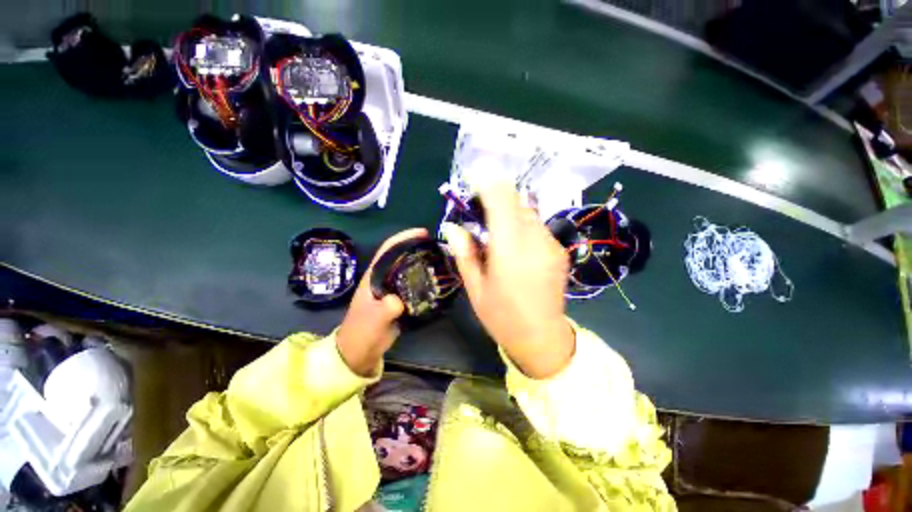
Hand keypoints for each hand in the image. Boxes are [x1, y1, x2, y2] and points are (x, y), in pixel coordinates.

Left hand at [337, 228, 428, 376]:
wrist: (360, 352)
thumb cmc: (361, 333)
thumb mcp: (373, 321)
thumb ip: (385, 309)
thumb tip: (399, 301)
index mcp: (373, 277)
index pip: (387, 250)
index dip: (403, 238)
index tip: (422, 233)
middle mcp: (383, 278)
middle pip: (401, 256)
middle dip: (417, 247)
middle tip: (438, 246)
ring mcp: (392, 289)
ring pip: (409, 269)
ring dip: (422, 262)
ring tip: (441, 259)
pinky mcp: (400, 299)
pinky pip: (414, 284)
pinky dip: (424, 279)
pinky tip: (437, 280)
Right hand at [442, 183, 574, 378]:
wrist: (542, 337)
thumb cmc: (502, 316)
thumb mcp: (475, 288)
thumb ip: (464, 253)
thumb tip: (452, 227)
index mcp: (509, 250)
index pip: (502, 201)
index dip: (488, 184)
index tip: (474, 180)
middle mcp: (534, 241)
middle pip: (516, 201)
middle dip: (497, 198)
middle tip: (480, 211)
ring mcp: (550, 244)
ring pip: (528, 212)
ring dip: (509, 212)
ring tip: (496, 231)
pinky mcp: (559, 250)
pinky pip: (537, 226)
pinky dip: (522, 225)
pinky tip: (514, 244)